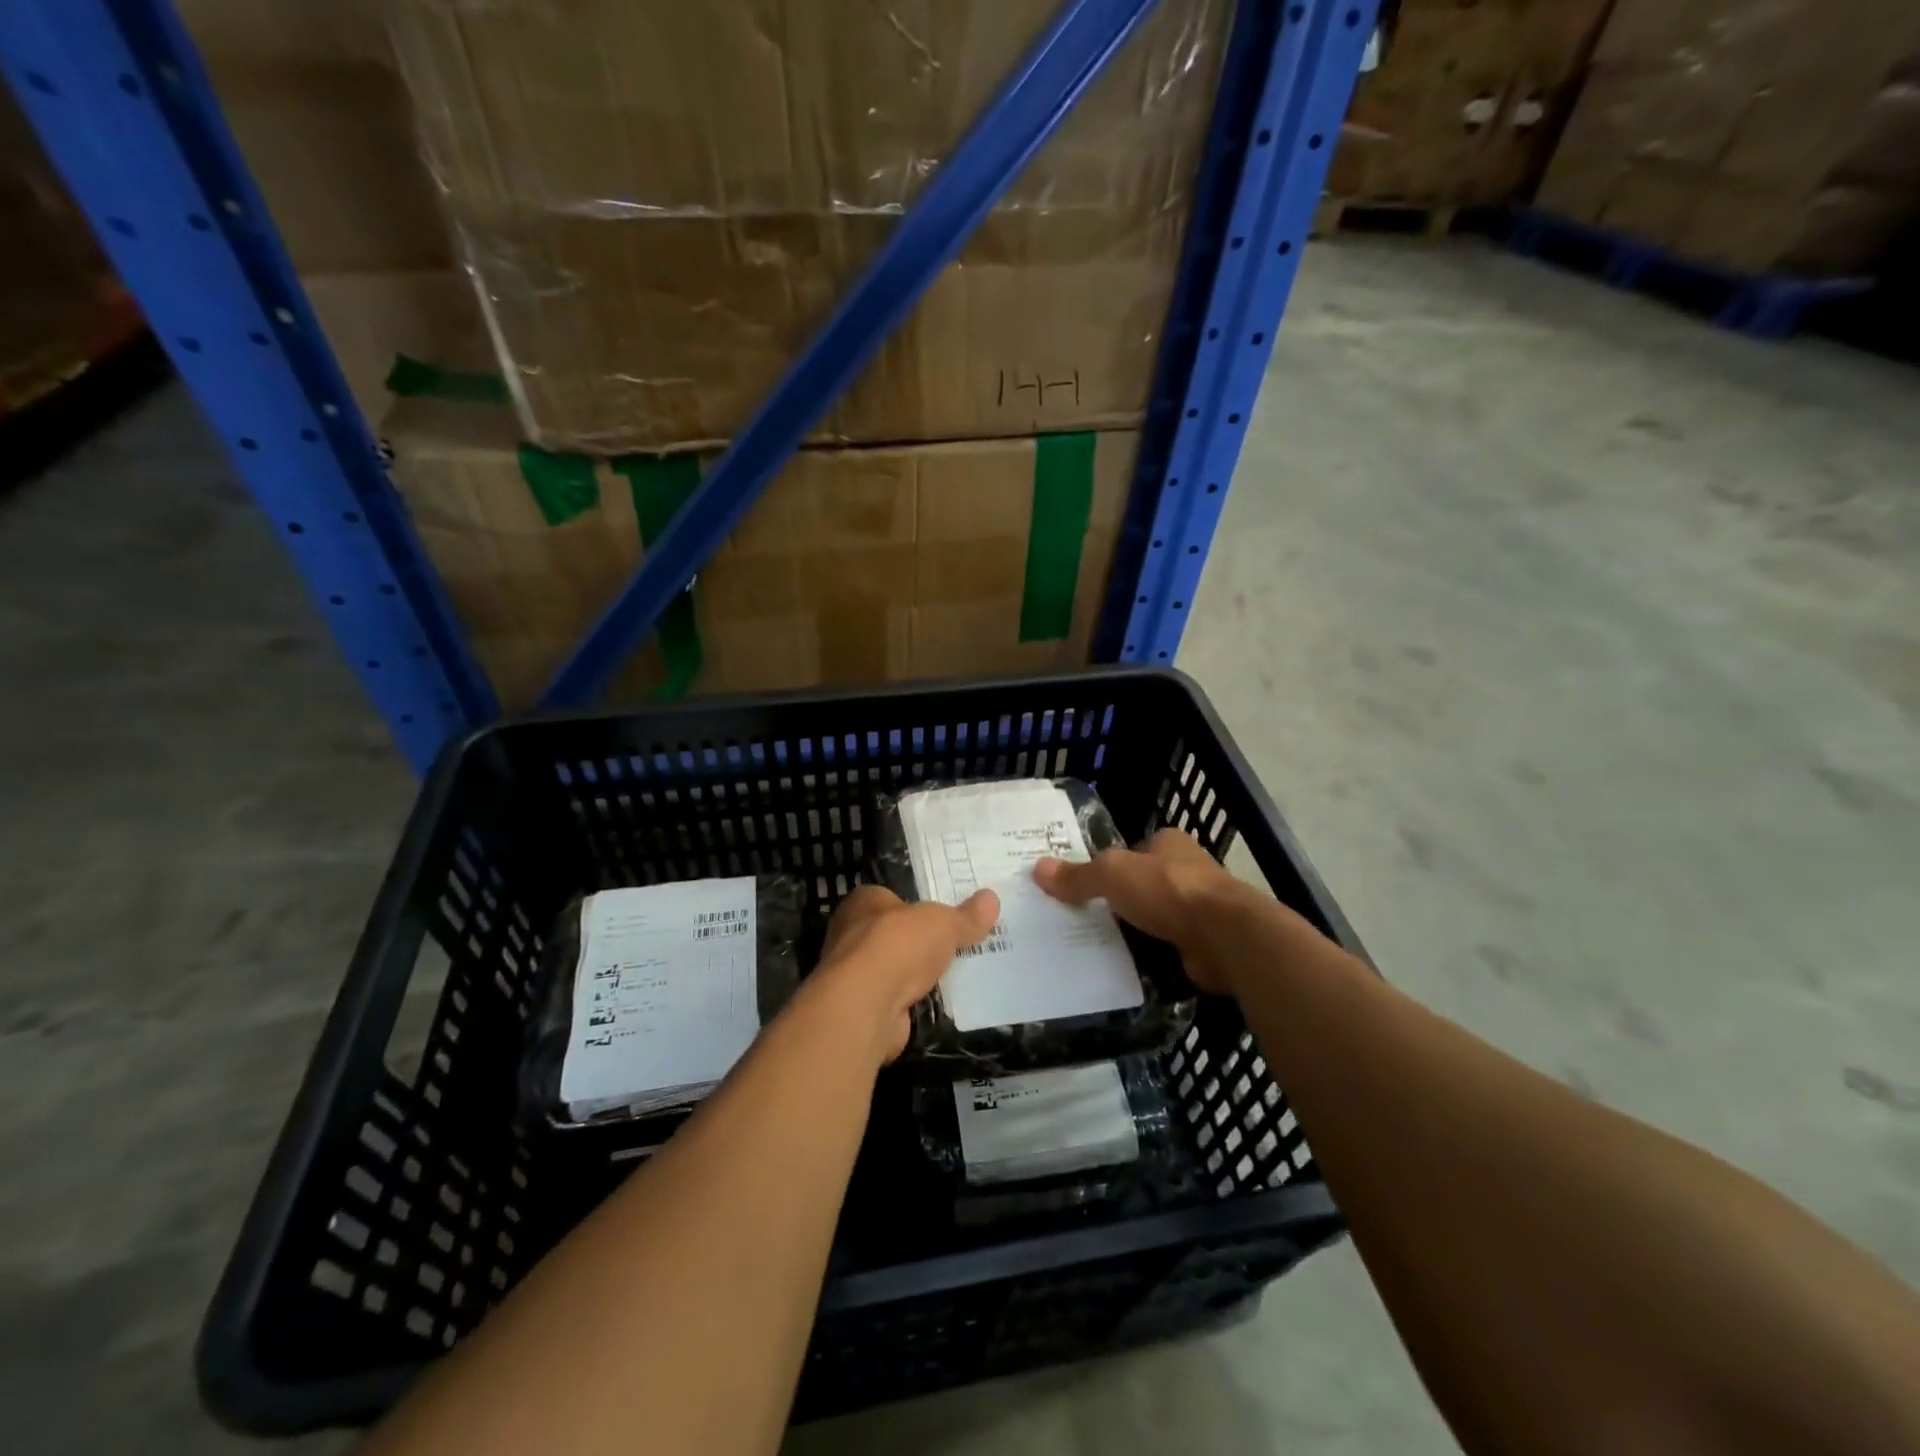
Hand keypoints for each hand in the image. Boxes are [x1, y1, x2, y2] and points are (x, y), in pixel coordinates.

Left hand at [811, 885, 1000, 1061]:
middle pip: (893, 934)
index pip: (891, 897)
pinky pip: (894, 999)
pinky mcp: (862, 1008)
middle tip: (955, 944)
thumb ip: (966, 916)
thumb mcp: (943, 923)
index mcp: (863, 902)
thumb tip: (992, 898)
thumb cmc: (899, 945)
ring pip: (893, 968)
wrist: (867, 1005)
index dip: (916, 905)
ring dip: (915, 974)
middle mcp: (851, 934)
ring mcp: (854, 974)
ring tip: (954, 975)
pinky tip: (937, 1003)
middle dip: (919, 941)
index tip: (944, 915)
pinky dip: (912, 1001)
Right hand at [1034, 828, 1241, 993]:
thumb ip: (1077, 875)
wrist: (1225, 937)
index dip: (1107, 866)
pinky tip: (1123, 968)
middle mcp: (1187, 871)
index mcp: (1169, 843)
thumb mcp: (1112, 874)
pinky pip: (1165, 948)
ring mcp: (1199, 909)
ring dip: (1133, 931)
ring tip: (1092, 947)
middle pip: (1142, 885)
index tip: (1080, 886)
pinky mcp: (1203, 943)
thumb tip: (1037, 868)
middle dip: (1117, 901)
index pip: (1132, 850)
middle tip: (1078, 919)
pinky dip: (1148, 957)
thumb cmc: (1168, 890)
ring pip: (1154, 918)